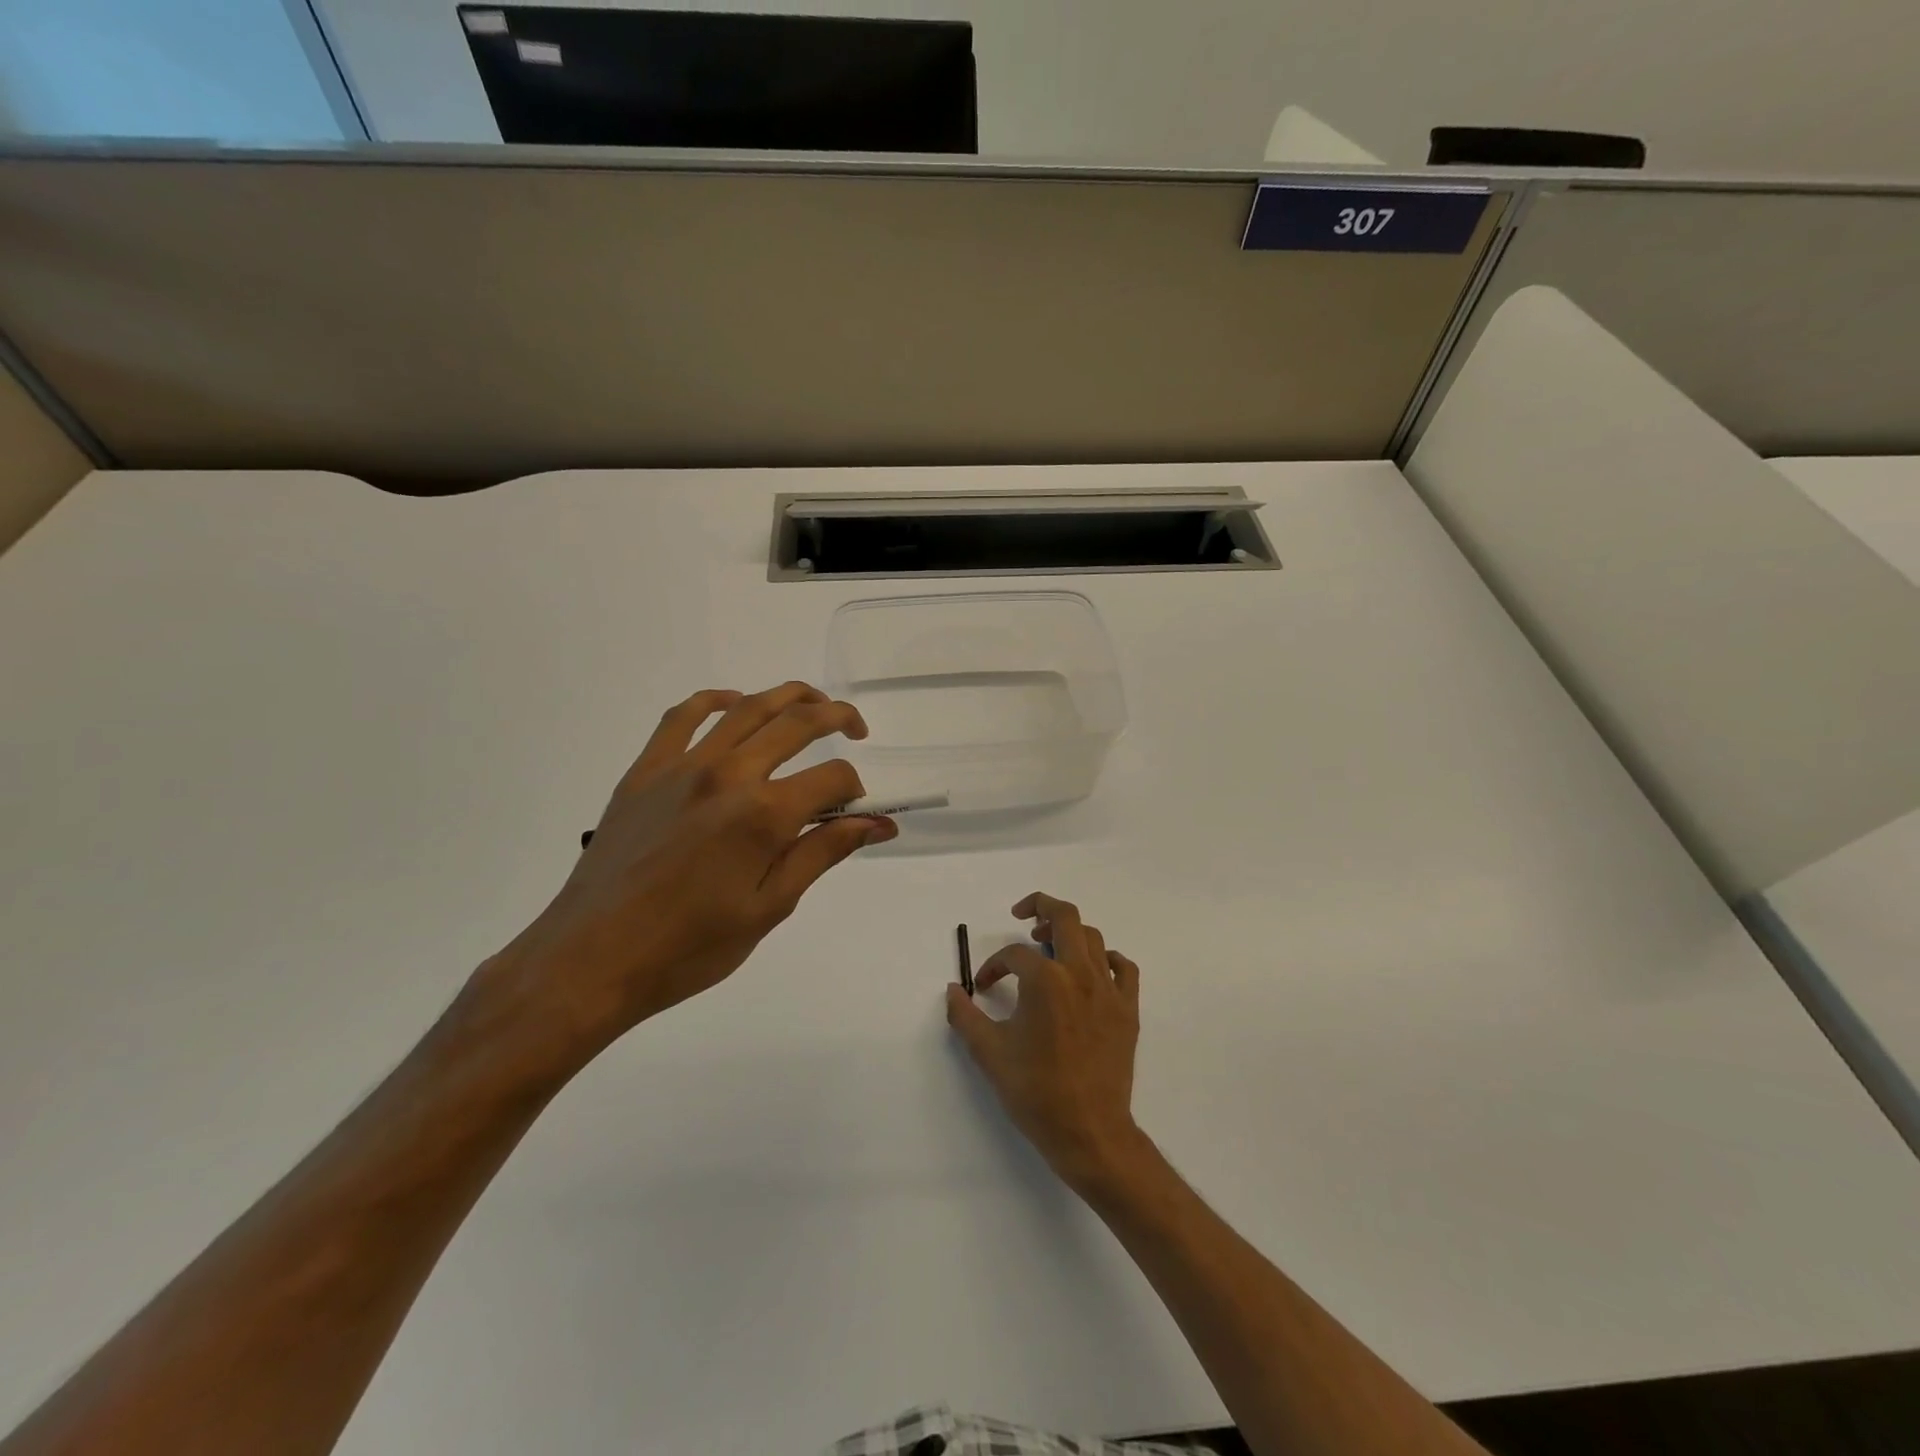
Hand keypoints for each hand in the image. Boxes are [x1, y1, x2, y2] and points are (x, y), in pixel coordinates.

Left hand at [475, 683, 896, 1069]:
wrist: (593, 958)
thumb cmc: (689, 947)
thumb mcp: (769, 908)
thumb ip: (823, 853)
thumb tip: (876, 824)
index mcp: (764, 815)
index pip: (832, 779)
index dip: (854, 790)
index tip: (855, 812)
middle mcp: (728, 775)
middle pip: (797, 723)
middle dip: (837, 717)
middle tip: (856, 729)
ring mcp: (682, 766)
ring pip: (747, 708)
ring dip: (789, 696)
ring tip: (812, 703)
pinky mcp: (646, 770)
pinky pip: (683, 716)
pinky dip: (715, 699)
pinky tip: (734, 703)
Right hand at [946, 893, 1146, 1193]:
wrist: (1089, 1132)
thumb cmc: (1035, 1092)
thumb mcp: (989, 1053)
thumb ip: (965, 1016)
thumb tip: (952, 990)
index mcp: (1045, 980)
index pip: (1014, 955)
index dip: (993, 967)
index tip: (982, 987)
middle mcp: (1079, 973)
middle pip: (1064, 916)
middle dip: (1040, 906)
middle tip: (1022, 915)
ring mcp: (1108, 989)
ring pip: (1093, 937)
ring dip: (1068, 932)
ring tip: (1050, 945)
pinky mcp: (1128, 1009)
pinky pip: (1123, 968)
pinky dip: (1107, 959)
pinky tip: (1092, 970)